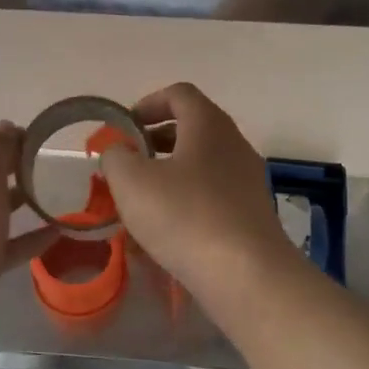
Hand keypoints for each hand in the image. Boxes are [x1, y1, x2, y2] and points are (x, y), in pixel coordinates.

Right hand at [97, 83, 302, 297]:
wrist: (246, 274)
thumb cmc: (184, 216)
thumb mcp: (132, 182)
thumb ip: (116, 157)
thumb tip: (118, 151)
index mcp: (208, 124)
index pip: (179, 94)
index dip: (148, 103)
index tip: (124, 127)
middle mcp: (234, 144)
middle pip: (192, 128)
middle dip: (155, 141)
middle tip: (128, 162)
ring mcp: (248, 179)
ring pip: (202, 164)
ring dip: (170, 173)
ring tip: (142, 199)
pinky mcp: (252, 213)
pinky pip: (213, 194)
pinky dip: (187, 200)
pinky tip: (167, 230)